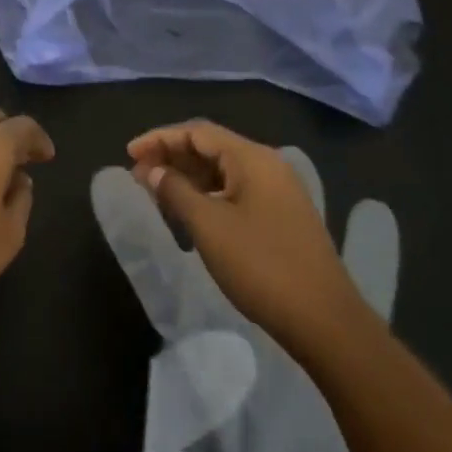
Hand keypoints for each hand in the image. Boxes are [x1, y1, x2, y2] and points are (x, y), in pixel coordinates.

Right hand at [129, 120, 359, 353]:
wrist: (323, 319)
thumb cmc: (261, 265)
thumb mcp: (209, 226)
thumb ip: (176, 191)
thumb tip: (153, 171)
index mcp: (253, 159)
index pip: (198, 132)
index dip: (160, 139)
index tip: (129, 154)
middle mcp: (268, 166)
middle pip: (211, 148)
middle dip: (172, 157)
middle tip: (137, 175)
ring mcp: (278, 192)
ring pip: (223, 172)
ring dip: (187, 177)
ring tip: (156, 193)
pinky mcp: (280, 217)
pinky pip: (235, 192)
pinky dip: (206, 195)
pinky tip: (188, 213)